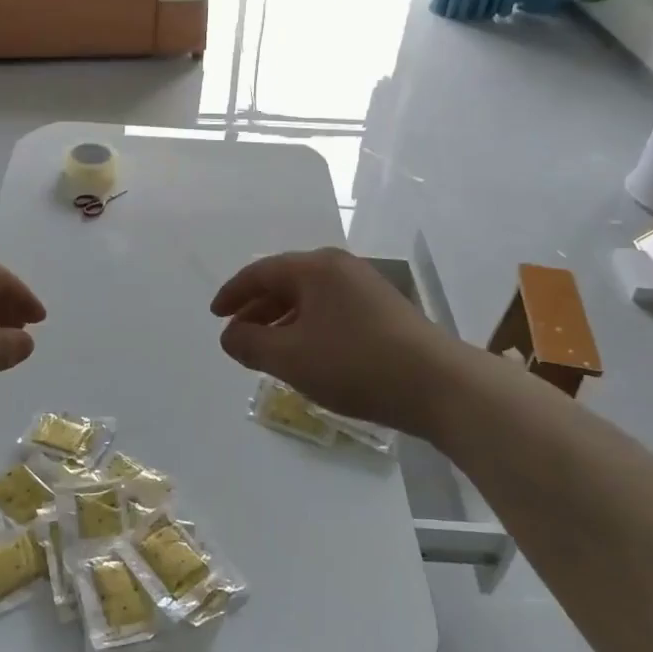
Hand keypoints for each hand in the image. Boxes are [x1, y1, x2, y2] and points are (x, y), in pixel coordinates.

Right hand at [211, 247, 468, 437]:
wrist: (437, 384)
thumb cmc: (355, 364)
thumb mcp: (291, 358)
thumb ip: (250, 344)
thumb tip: (230, 336)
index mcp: (315, 268)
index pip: (261, 272)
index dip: (233, 293)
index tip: (215, 315)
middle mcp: (340, 268)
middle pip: (286, 281)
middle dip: (257, 309)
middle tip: (237, 335)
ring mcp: (365, 287)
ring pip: (309, 298)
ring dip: (282, 321)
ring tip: (267, 350)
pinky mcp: (383, 310)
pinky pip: (330, 311)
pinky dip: (308, 327)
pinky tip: (307, 355)